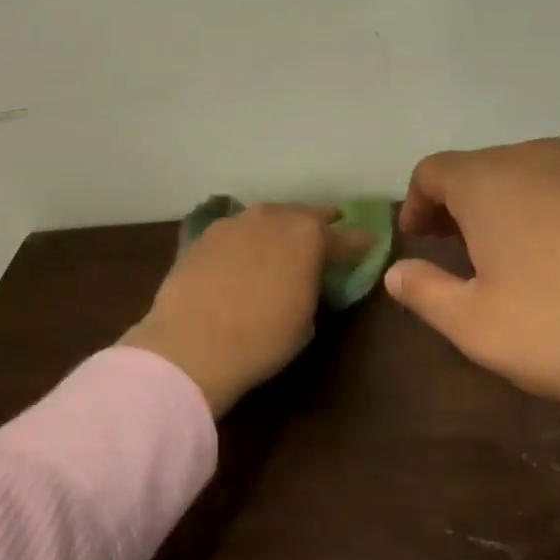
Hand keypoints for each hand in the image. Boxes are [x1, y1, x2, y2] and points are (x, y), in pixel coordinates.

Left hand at [120, 204, 371, 417]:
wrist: (191, 344)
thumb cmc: (262, 338)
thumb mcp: (306, 320)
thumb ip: (313, 287)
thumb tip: (308, 280)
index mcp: (309, 236)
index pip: (346, 237)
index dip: (359, 243)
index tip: (368, 245)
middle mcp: (274, 217)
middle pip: (305, 215)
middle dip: (318, 225)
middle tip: (326, 236)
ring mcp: (235, 222)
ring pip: (267, 218)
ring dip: (279, 229)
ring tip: (281, 246)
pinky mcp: (203, 235)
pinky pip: (236, 232)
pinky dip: (246, 241)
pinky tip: (242, 257)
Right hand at [385, 138, 559, 458]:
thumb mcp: (478, 325)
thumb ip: (426, 294)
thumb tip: (396, 271)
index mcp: (486, 180)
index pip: (431, 172)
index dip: (416, 205)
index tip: (417, 243)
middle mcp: (532, 159)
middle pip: (476, 171)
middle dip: (456, 209)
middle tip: (454, 255)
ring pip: (522, 180)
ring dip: (500, 213)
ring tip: (506, 263)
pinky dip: (544, 217)